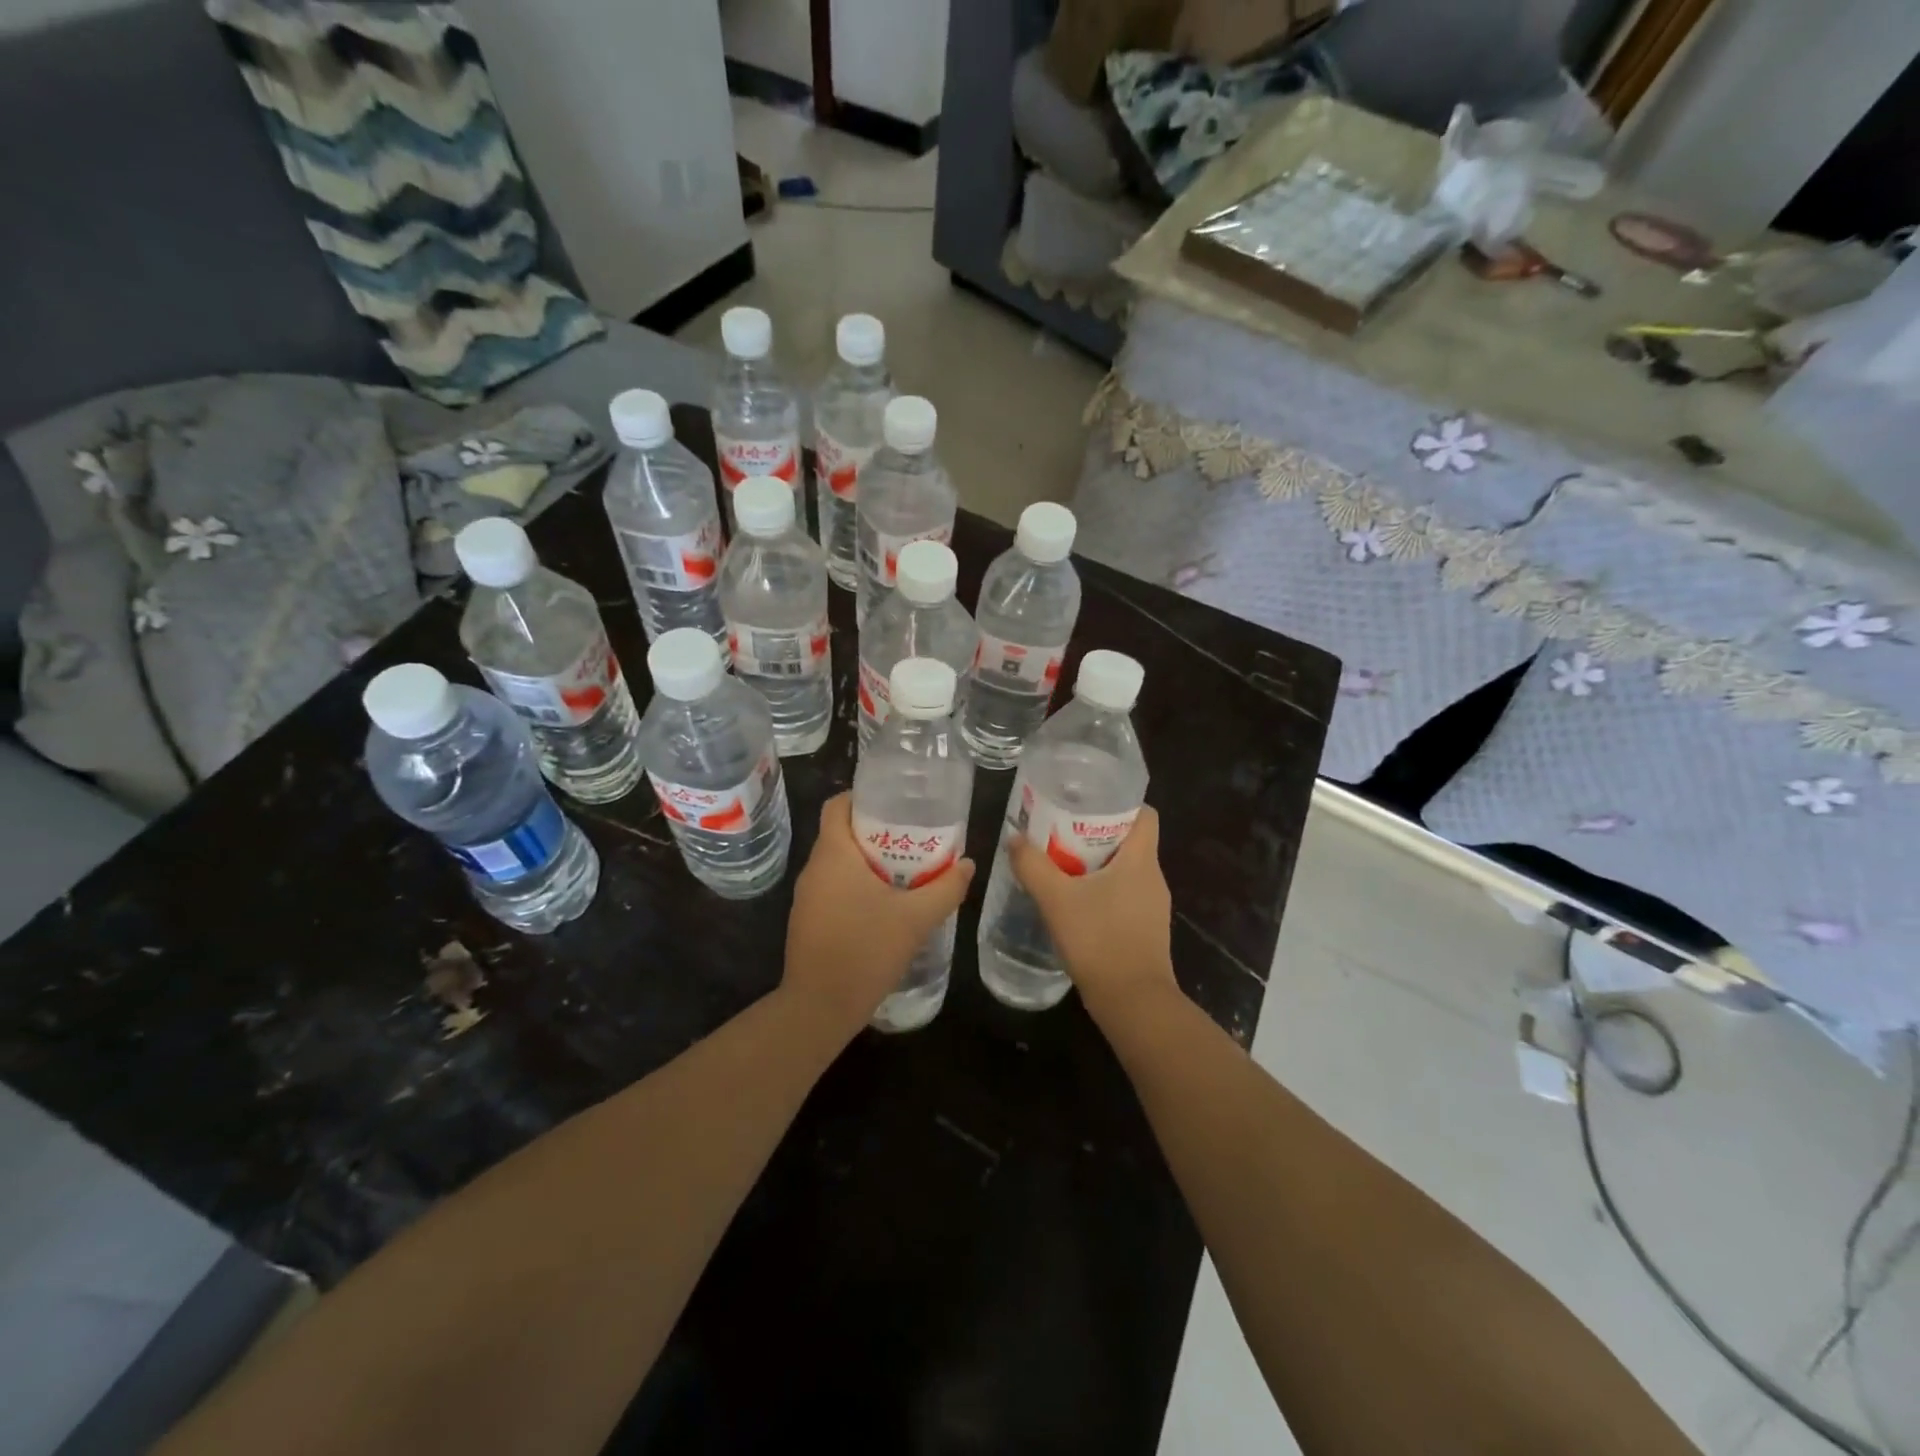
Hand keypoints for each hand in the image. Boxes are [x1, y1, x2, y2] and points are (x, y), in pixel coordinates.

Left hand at [783, 793, 974, 1038]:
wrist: (820, 1008)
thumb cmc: (866, 951)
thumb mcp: (916, 919)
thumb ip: (946, 888)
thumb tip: (968, 864)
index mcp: (833, 854)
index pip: (838, 805)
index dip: (864, 797)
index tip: (897, 805)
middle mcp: (814, 869)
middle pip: (842, 833)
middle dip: (877, 831)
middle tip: (914, 837)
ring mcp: (807, 897)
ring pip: (839, 863)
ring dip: (869, 861)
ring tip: (907, 869)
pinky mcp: (808, 921)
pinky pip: (834, 888)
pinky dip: (857, 886)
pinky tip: (886, 904)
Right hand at [1009, 806, 1177, 1021]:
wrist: (1133, 1002)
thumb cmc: (1099, 940)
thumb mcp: (1056, 899)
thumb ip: (1033, 866)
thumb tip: (1013, 839)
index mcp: (1141, 860)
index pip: (1144, 814)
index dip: (1120, 803)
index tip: (1087, 803)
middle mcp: (1153, 877)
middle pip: (1130, 840)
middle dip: (1097, 832)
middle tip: (1061, 831)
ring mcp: (1153, 906)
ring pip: (1126, 870)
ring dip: (1098, 864)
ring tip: (1062, 864)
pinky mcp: (1146, 929)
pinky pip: (1125, 895)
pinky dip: (1103, 890)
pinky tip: (1076, 902)